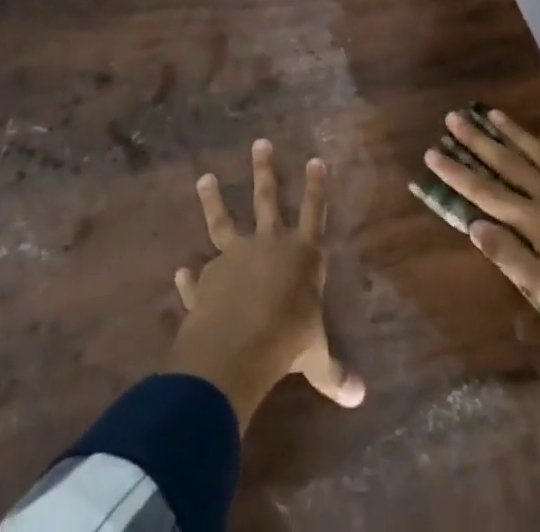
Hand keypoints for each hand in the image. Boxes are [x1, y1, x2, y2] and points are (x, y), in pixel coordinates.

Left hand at [163, 139, 365, 427]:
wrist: (238, 346)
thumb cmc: (288, 341)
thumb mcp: (317, 358)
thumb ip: (334, 372)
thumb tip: (359, 397)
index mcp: (301, 255)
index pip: (314, 213)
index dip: (315, 187)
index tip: (315, 159)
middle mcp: (268, 245)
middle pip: (267, 199)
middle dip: (264, 170)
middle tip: (259, 142)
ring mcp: (233, 258)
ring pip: (223, 221)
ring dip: (213, 199)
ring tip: (204, 177)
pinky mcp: (207, 281)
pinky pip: (197, 278)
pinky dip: (189, 278)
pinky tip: (180, 271)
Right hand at [424, 110, 539, 347]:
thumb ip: (512, 258)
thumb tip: (474, 225)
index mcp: (535, 222)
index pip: (486, 192)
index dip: (457, 172)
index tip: (432, 151)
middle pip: (508, 162)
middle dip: (477, 140)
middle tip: (454, 116)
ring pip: (538, 153)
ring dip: (512, 132)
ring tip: (490, 112)